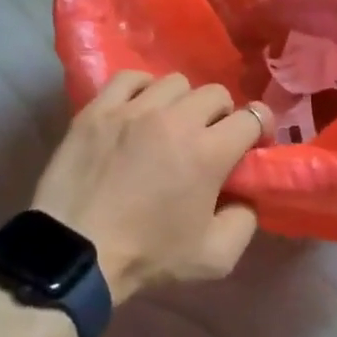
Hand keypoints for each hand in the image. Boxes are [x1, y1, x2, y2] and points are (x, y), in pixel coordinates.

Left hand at [32, 72, 272, 302]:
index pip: (252, 118)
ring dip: (182, 102)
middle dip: (221, 116)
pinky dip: (142, 89)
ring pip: (175, 82)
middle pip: (216, 93)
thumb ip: (245, 221)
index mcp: (209, 152)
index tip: (252, 145)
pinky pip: (130, 78)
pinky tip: (139, 110)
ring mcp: (133, 109)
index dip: (260, 129)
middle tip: (208, 140)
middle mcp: (176, 119)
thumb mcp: (215, 257)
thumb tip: (245, 195)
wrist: (76, 253)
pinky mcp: (98, 110)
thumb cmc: (147, 256)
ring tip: (170, 125)